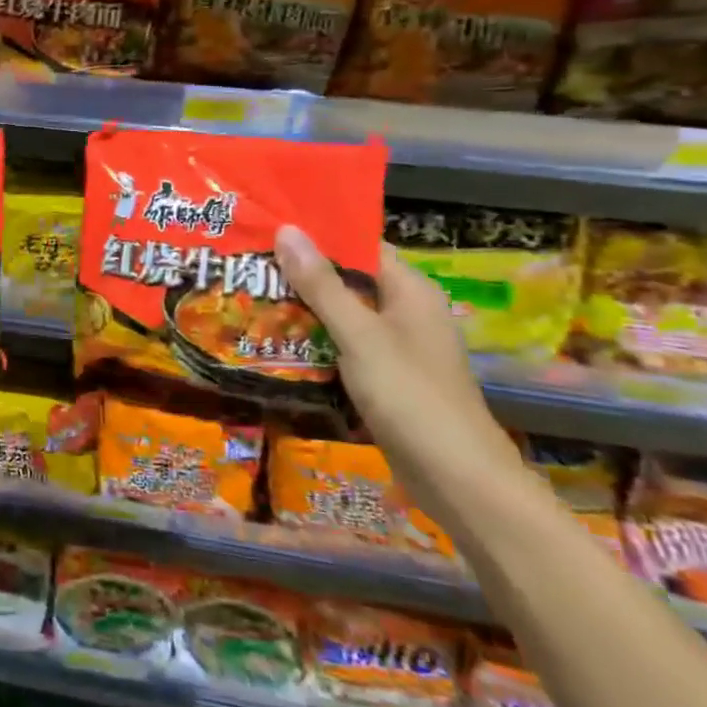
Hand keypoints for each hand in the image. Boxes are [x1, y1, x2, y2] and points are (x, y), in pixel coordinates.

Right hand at [274, 225, 523, 518]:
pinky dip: (316, 342)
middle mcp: (406, 311)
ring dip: (304, 309)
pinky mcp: (386, 378)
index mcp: (410, 290)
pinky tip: (277, 342)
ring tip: (252, 295)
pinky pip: (345, 347)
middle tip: (249, 262)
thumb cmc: (410, 396)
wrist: (457, 480)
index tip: (269, 226)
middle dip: (302, 273)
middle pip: (348, 279)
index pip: (360, 245)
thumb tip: (287, 229)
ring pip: (343, 315)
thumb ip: (321, 284)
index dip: (317, 234)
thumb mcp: (359, 335)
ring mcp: (397, 347)